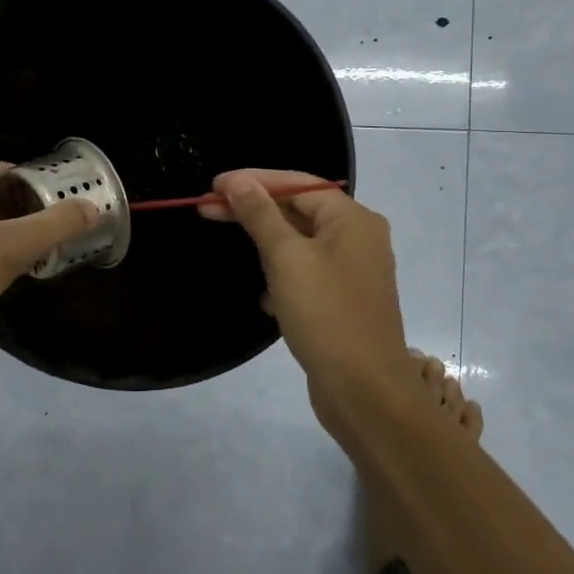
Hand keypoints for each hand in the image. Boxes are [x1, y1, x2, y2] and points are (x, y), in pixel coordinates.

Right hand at [200, 169, 419, 442]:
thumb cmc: (326, 315)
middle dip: (254, 209)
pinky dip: (281, 275)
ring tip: (230, 241)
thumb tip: (237, 181)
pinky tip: (263, 295)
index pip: (298, 184)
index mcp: (352, 220)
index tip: (213, 186)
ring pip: (299, 243)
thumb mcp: (287, 259)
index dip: (254, 181)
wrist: (365, 392)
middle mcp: (358, 238)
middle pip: (298, 210)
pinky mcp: (341, 301)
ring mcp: (351, 271)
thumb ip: (260, 215)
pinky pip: (305, 274)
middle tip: (208, 208)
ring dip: (265, 242)